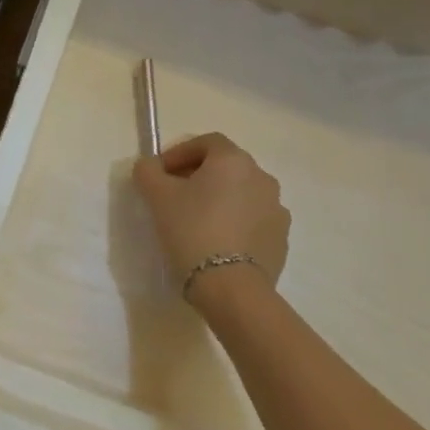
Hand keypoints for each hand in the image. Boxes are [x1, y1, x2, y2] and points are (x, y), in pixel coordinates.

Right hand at [132, 133, 289, 309]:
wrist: (231, 287)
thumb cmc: (192, 230)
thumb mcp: (157, 196)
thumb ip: (148, 171)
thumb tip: (150, 166)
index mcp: (234, 161)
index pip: (206, 142)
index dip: (180, 153)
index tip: (160, 173)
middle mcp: (262, 177)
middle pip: (225, 167)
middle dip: (198, 176)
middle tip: (174, 195)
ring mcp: (276, 209)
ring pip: (241, 193)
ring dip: (219, 199)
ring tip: (196, 221)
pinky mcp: (281, 238)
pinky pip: (253, 219)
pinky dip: (235, 222)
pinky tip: (217, 242)